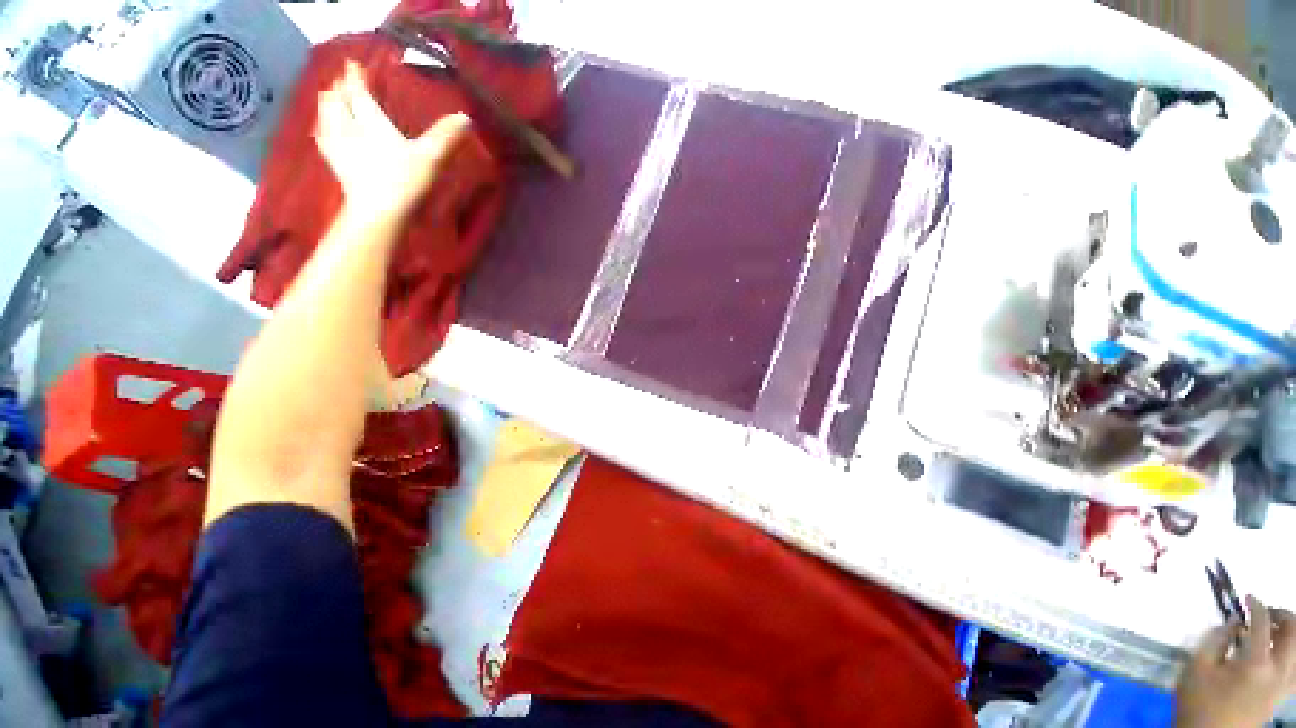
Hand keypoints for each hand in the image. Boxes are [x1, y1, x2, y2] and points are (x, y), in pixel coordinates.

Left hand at [314, 60, 471, 222]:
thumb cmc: (404, 180)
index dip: (355, 76)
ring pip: (326, 116)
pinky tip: (328, 133)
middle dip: (338, 88)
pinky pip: (325, 138)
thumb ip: (445, 136)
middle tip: (342, 82)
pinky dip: (326, 129)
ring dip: (329, 106)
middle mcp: (348, 127)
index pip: (358, 92)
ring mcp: (338, 147)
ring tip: (332, 101)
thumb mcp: (430, 157)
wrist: (379, 212)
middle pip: (336, 100)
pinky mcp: (337, 166)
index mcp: (370, 120)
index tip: (352, 63)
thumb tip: (465, 117)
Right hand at [1176, 595, 1295, 727]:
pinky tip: (1279, 653)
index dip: (1256, 606)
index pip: (1262, 624)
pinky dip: (1291, 654)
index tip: (1246, 597)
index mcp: (1255, 663)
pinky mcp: (1281, 693)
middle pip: (1293, 635)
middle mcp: (1277, 671)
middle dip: (1283, 616)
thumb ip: (1215, 640)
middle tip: (1266, 610)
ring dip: (1290, 634)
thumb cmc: (1198, 700)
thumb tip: (1233, 624)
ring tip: (1275, 628)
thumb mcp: (1197, 667)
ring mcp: (1282, 685)